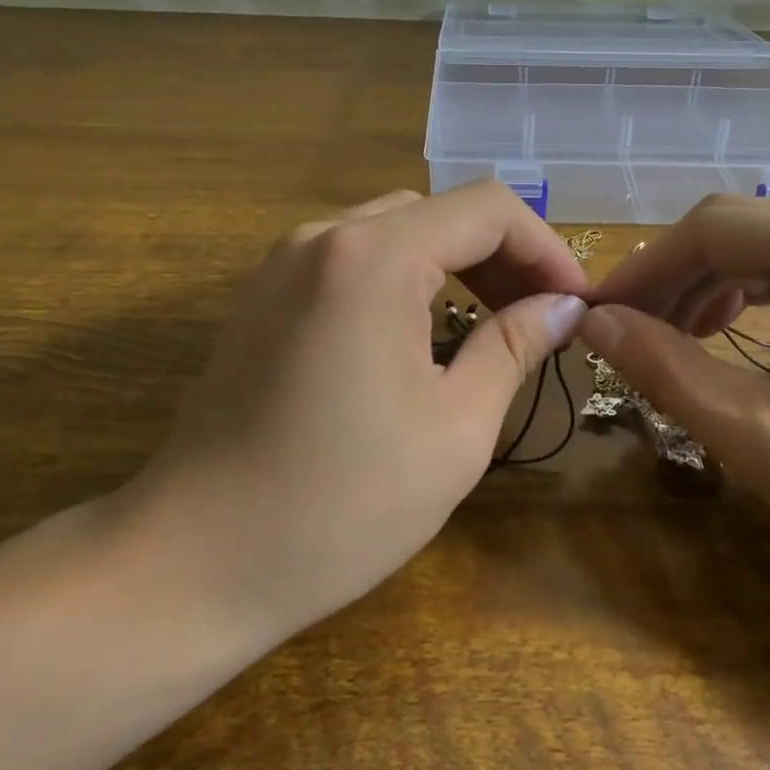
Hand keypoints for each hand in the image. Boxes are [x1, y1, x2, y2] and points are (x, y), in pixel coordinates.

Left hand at [105, 182, 589, 650]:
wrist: (196, 562)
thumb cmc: (341, 504)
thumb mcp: (455, 428)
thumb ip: (514, 347)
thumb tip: (563, 307)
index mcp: (373, 258)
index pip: (487, 208)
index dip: (543, 248)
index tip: (574, 303)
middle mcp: (322, 238)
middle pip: (439, 212)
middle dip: (502, 255)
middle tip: (540, 317)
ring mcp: (283, 263)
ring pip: (395, 230)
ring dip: (453, 263)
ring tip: (491, 322)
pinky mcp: (263, 295)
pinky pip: (351, 258)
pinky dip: (403, 277)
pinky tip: (419, 332)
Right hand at [582, 197, 769, 602]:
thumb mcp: (759, 434)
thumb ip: (667, 369)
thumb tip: (594, 323)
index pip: (708, 229)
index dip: (641, 269)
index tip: (595, 317)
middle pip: (735, 232)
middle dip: (671, 280)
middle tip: (624, 336)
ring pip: (763, 253)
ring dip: (705, 289)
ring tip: (669, 340)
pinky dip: (748, 301)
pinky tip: (730, 339)